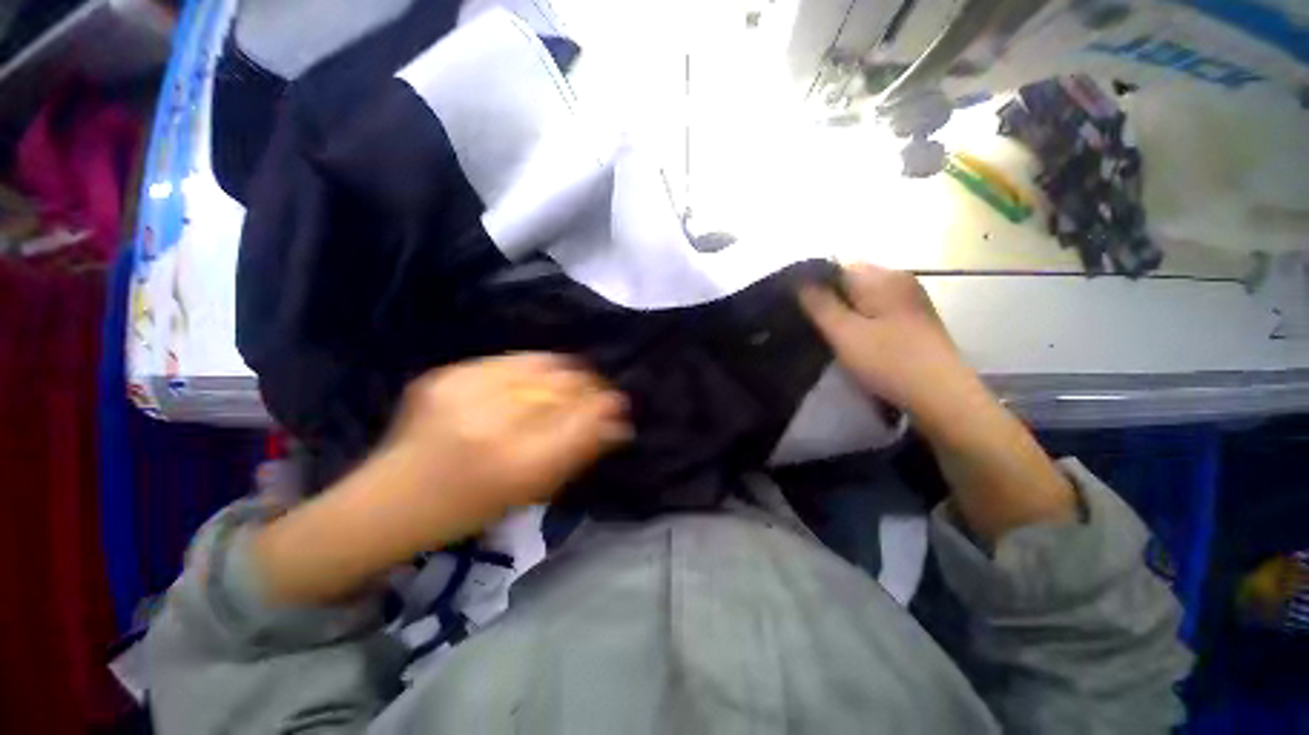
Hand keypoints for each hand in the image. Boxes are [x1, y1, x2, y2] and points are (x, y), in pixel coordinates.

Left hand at [386, 353, 631, 521]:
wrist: (389, 499)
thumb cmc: (469, 508)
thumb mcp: (532, 491)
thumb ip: (579, 452)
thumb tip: (619, 423)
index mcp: (516, 465)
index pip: (582, 417)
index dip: (607, 405)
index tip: (620, 404)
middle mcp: (491, 422)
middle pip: (563, 385)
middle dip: (590, 385)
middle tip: (600, 391)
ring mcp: (464, 391)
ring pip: (540, 364)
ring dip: (566, 371)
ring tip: (575, 379)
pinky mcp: (446, 374)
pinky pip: (510, 359)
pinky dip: (535, 365)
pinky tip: (540, 375)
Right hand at [799, 264, 978, 421]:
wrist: (942, 396)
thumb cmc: (888, 361)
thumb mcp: (844, 333)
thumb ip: (819, 304)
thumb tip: (799, 280)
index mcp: (883, 278)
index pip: (836, 267)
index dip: (813, 283)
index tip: (798, 307)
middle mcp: (899, 279)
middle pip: (851, 280)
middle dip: (829, 298)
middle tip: (811, 323)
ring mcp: (910, 298)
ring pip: (864, 296)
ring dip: (844, 310)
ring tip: (829, 332)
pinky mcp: (915, 318)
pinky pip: (878, 308)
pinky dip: (861, 318)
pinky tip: (855, 339)